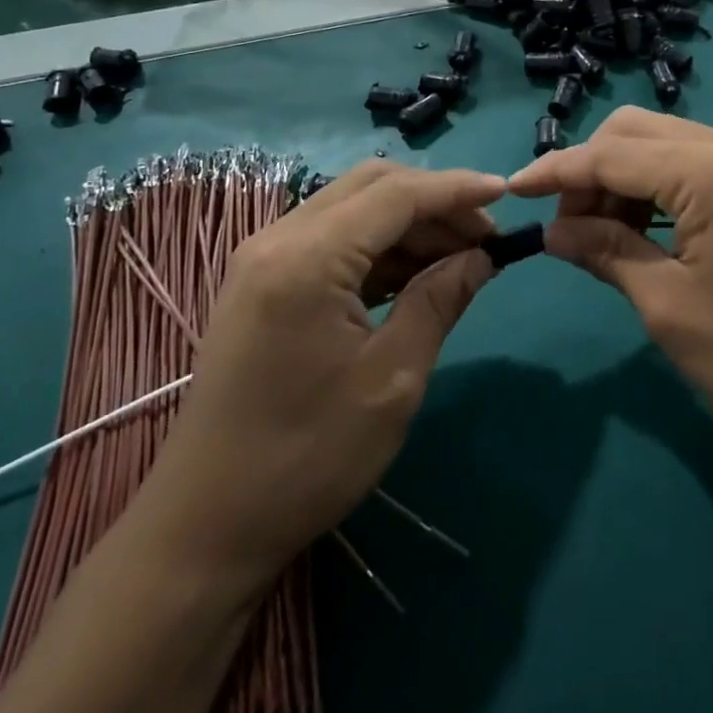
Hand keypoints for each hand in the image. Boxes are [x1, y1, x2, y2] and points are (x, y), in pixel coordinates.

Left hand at [142, 160, 504, 584]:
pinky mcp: (262, 283)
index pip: (396, 194)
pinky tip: (415, 275)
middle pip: (371, 187)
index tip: (506, 194)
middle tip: (485, 235)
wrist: (206, 525)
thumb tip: (482, 256)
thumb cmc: (307, 458)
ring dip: (408, 224)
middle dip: (434, 201)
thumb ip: (439, 301)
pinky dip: (378, 247)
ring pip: (352, 209)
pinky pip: (331, 240)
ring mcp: (263, 259)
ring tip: (461, 257)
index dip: (456, 189)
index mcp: (307, 258)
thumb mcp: (392, 379)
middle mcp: (278, 239)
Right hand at [508, 108, 712, 458]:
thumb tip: (553, 230)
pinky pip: (691, 165)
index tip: (512, 191)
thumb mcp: (669, 306)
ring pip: (663, 144)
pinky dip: (655, 187)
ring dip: (622, 177)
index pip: (611, 153)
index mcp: (709, 171)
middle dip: (590, 170)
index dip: (556, 171)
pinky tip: (645, 231)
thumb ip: (607, 252)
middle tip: (568, 228)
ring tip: (603, 235)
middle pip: (635, 131)